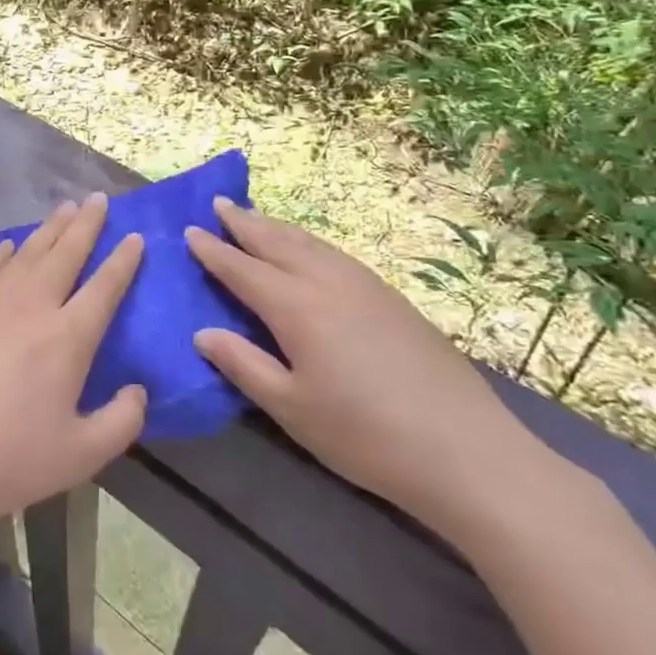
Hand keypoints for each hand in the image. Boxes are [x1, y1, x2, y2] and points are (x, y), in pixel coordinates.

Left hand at [0, 193, 147, 538]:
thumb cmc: (7, 458)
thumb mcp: (80, 455)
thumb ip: (121, 421)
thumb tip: (138, 391)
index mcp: (68, 337)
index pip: (105, 286)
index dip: (123, 260)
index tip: (135, 237)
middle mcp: (32, 306)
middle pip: (65, 253)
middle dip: (86, 224)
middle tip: (99, 199)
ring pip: (28, 251)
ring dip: (50, 227)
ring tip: (64, 208)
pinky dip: (6, 250)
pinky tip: (11, 246)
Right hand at [186, 198, 549, 535]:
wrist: (466, 450)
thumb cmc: (364, 435)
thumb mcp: (290, 408)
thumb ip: (243, 365)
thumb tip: (202, 333)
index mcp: (296, 307)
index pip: (242, 268)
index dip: (214, 250)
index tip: (189, 230)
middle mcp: (327, 283)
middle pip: (277, 242)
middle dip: (245, 223)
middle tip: (219, 204)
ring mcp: (365, 286)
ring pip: (311, 243)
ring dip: (277, 228)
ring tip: (256, 218)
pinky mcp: (392, 299)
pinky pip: (336, 255)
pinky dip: (310, 243)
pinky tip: (310, 252)